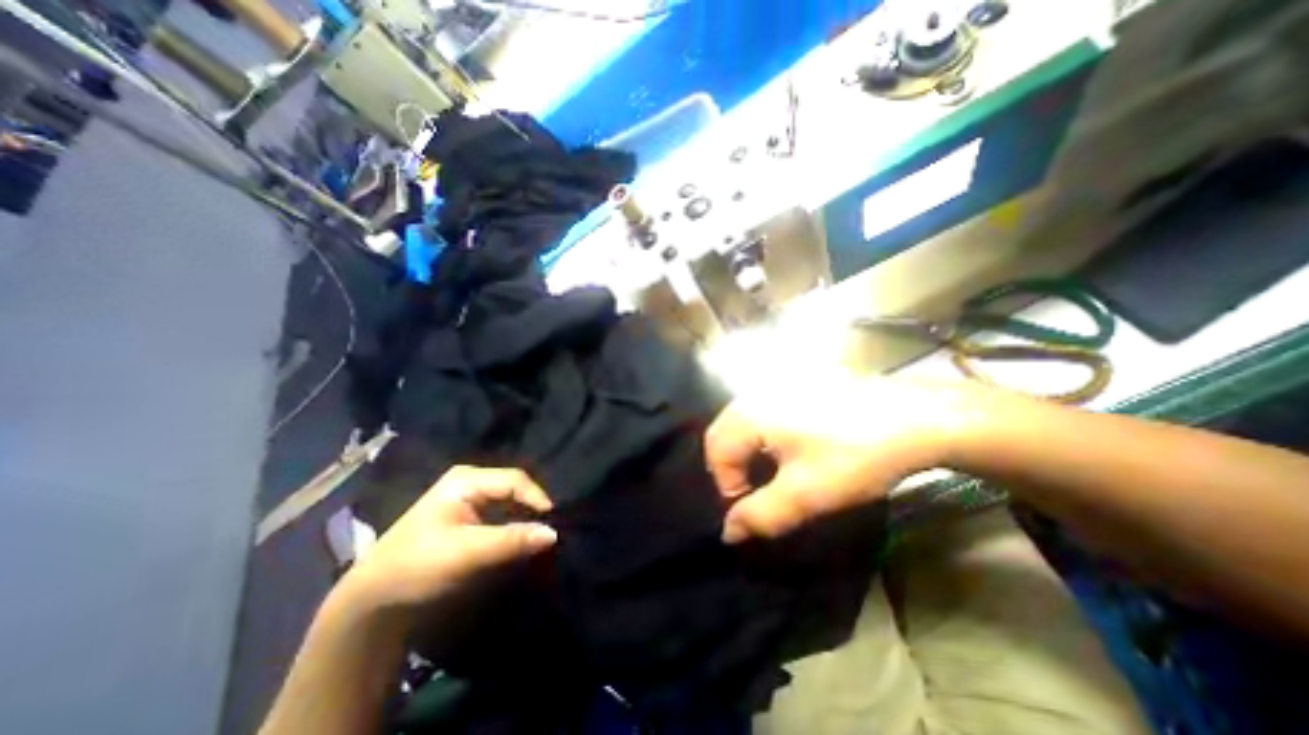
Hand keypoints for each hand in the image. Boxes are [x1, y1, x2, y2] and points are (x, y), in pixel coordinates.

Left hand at [334, 467, 553, 615]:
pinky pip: (500, 516)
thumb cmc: (417, 567)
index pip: (514, 480)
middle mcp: (470, 483)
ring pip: (509, 503)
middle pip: (513, 489)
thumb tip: (553, 533)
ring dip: (524, 520)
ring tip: (539, 536)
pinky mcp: (468, 518)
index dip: (537, 498)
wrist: (372, 602)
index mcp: (466, 480)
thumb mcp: (467, 553)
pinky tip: (521, 541)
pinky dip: (513, 527)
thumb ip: (511, 541)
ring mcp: (468, 499)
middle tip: (549, 530)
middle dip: (532, 509)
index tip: (555, 522)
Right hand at [706, 376, 980, 541]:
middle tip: (759, 493)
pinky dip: (763, 436)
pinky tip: (791, 449)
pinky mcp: (795, 385)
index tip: (755, 510)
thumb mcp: (805, 495)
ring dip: (747, 452)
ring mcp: (775, 385)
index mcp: (750, 414)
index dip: (728, 488)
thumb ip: (760, 516)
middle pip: (723, 434)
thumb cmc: (853, 456)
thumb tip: (728, 532)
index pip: (716, 454)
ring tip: (773, 474)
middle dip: (732, 468)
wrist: (914, 418)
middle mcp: (754, 393)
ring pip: (742, 423)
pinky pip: (762, 413)